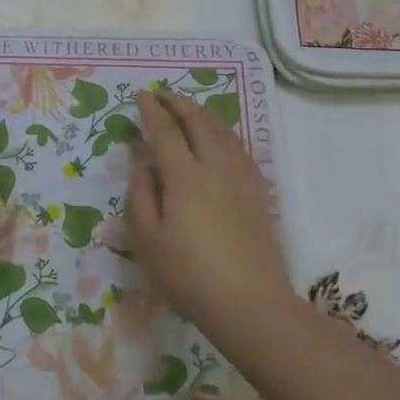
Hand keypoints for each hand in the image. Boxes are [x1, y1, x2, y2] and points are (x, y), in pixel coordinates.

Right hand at [127, 90, 297, 336]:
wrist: (249, 304)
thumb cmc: (187, 274)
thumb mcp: (147, 239)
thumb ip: (141, 194)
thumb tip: (141, 161)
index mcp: (184, 176)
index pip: (165, 131)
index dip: (152, 110)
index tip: (142, 95)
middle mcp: (216, 167)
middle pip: (199, 122)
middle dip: (179, 103)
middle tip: (163, 95)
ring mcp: (242, 179)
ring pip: (224, 132)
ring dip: (203, 114)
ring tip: (189, 110)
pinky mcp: (258, 194)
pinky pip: (240, 149)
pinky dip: (225, 134)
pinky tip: (221, 140)